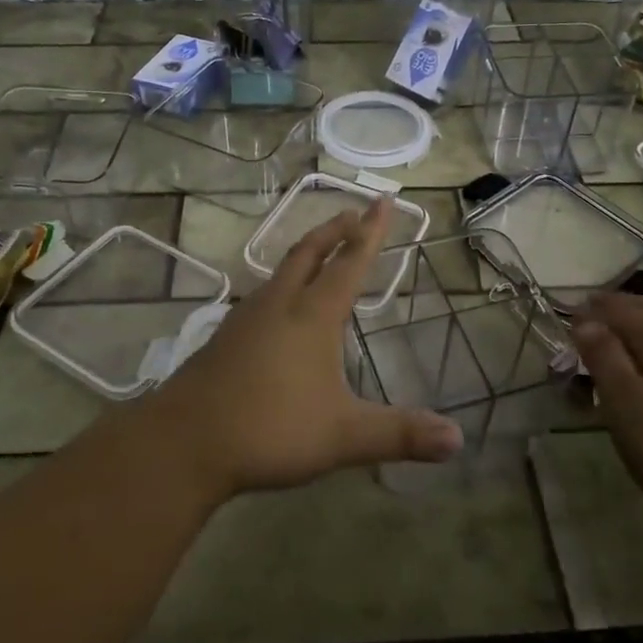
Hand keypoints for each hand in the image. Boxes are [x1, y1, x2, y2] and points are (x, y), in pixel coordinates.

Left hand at [149, 198, 463, 497]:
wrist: (185, 441)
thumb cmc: (270, 429)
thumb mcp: (343, 435)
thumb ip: (399, 435)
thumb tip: (457, 439)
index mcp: (312, 316)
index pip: (350, 263)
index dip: (370, 233)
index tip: (382, 201)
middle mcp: (279, 304)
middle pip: (310, 253)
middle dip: (334, 230)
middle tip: (352, 212)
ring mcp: (247, 318)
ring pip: (282, 271)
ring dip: (307, 253)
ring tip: (320, 252)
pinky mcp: (225, 337)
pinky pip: (263, 294)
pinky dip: (283, 282)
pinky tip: (279, 305)